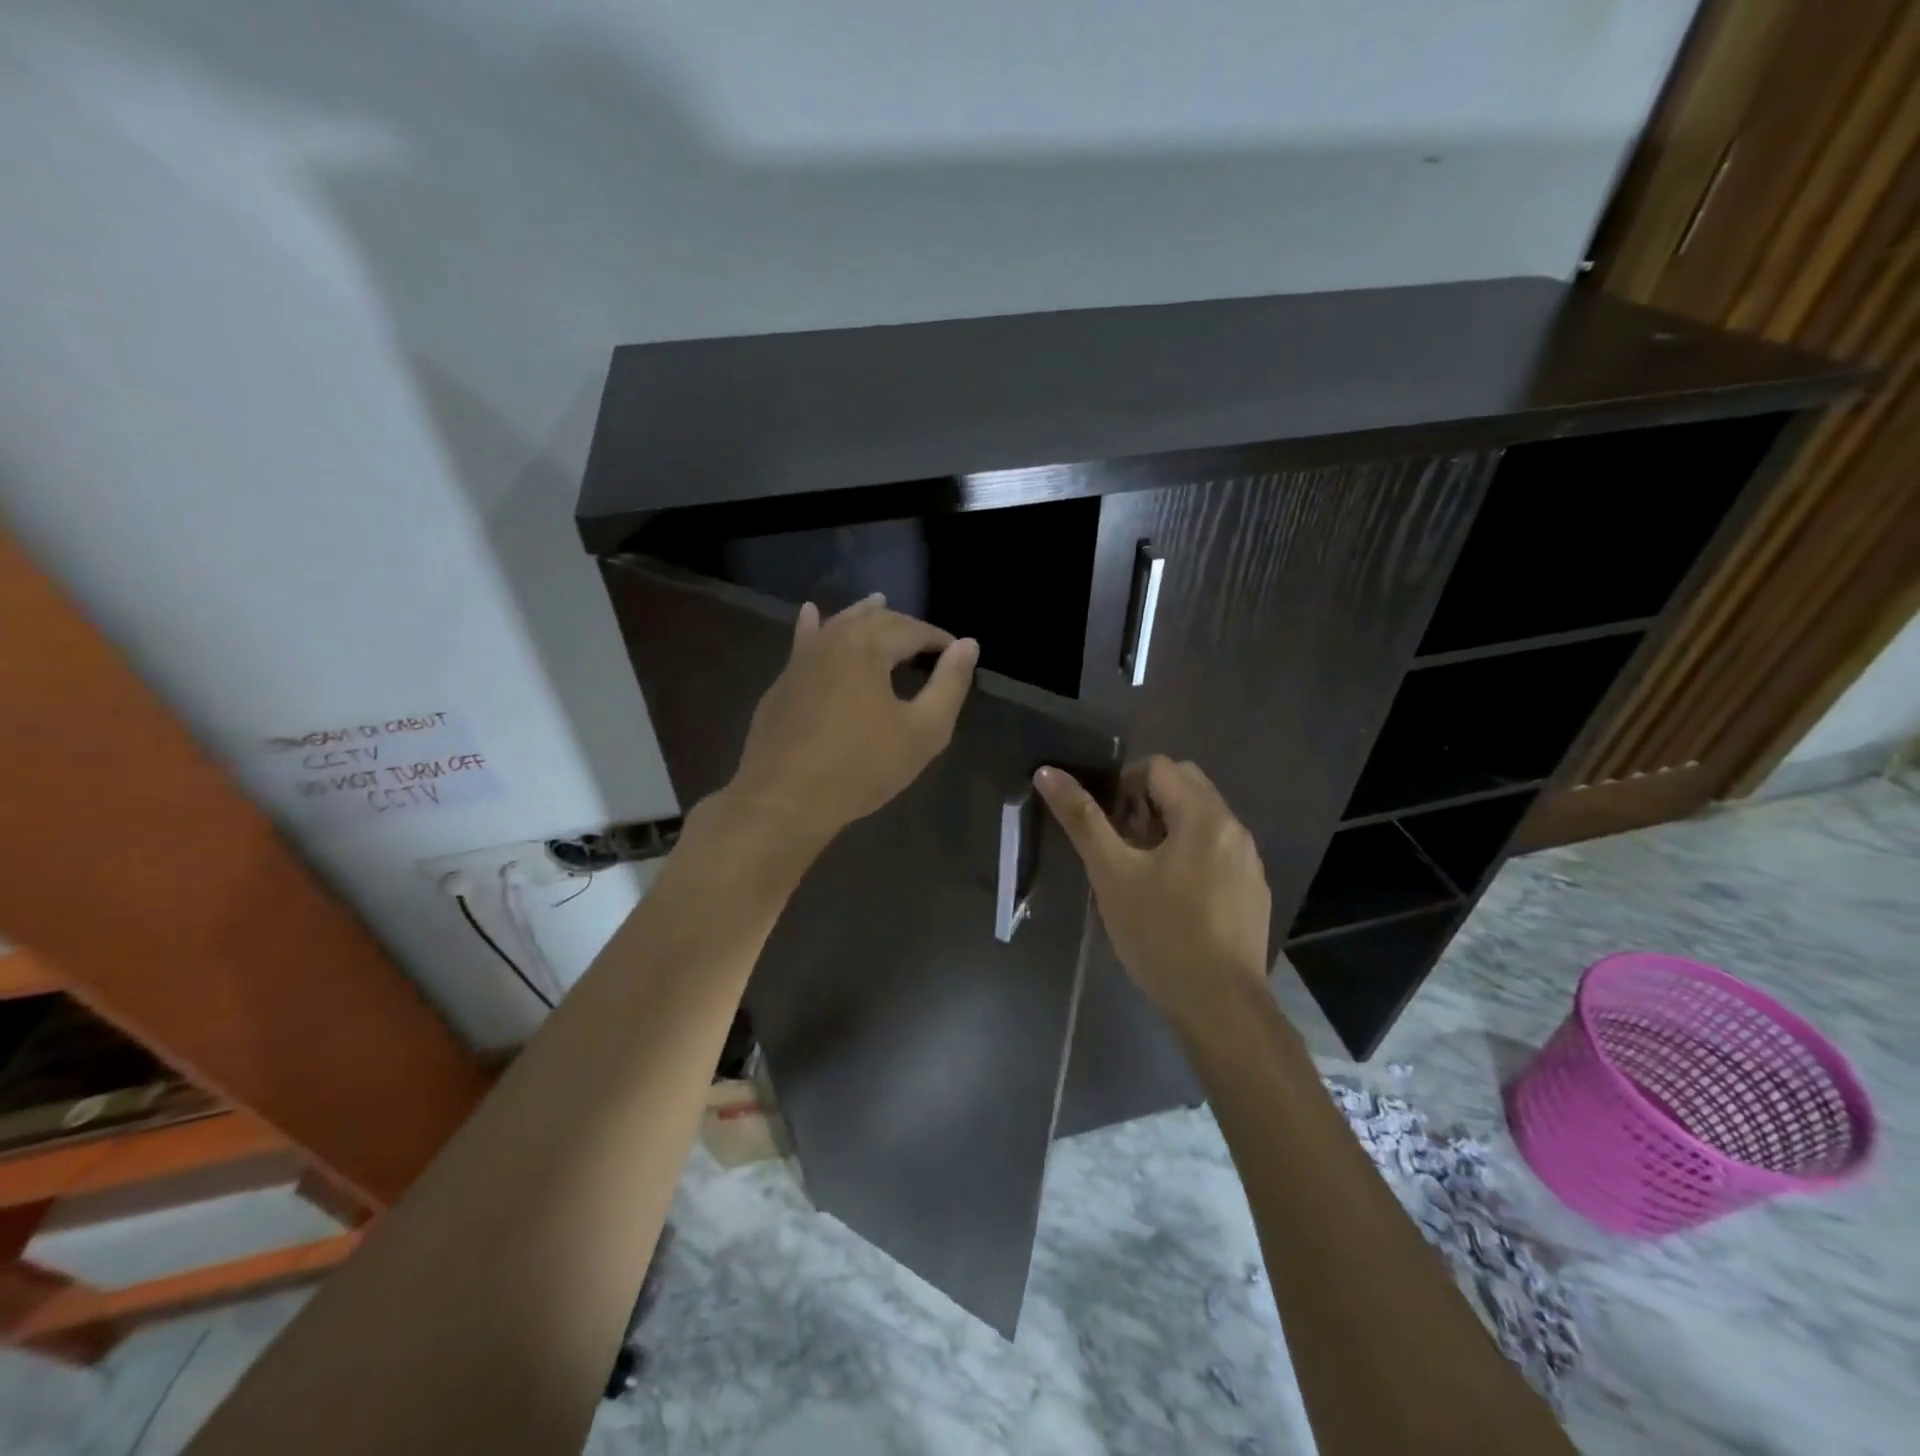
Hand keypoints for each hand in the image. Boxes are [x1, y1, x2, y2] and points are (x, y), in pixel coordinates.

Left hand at [725, 594, 978, 847]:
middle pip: (875, 621)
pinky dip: (814, 627)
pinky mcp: (783, 683)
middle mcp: (833, 639)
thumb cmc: (861, 767)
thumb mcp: (923, 731)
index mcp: (868, 644)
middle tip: (927, 644)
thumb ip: (949, 684)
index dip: (940, 641)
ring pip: (838, 625)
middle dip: (904, 627)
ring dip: (863, 616)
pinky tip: (811, 614)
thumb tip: (968, 645)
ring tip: (879, 603)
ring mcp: (802, 659)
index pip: (914, 629)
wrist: (784, 800)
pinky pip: (805, 643)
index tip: (958, 655)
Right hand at [1034, 756, 1270, 1036]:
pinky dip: (1191, 855)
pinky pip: (1218, 851)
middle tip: (1122, 844)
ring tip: (1143, 872)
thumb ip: (1082, 819)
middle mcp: (1235, 829)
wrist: (1219, 1005)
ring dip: (1169, 829)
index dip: (1125, 784)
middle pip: (1186, 787)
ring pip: (1203, 820)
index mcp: (1204, 816)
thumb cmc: (1159, 933)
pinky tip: (1174, 899)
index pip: (1160, 767)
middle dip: (1148, 803)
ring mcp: (1250, 862)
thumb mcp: (1111, 874)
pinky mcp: (1254, 891)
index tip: (1108, 825)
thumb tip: (1048, 772)